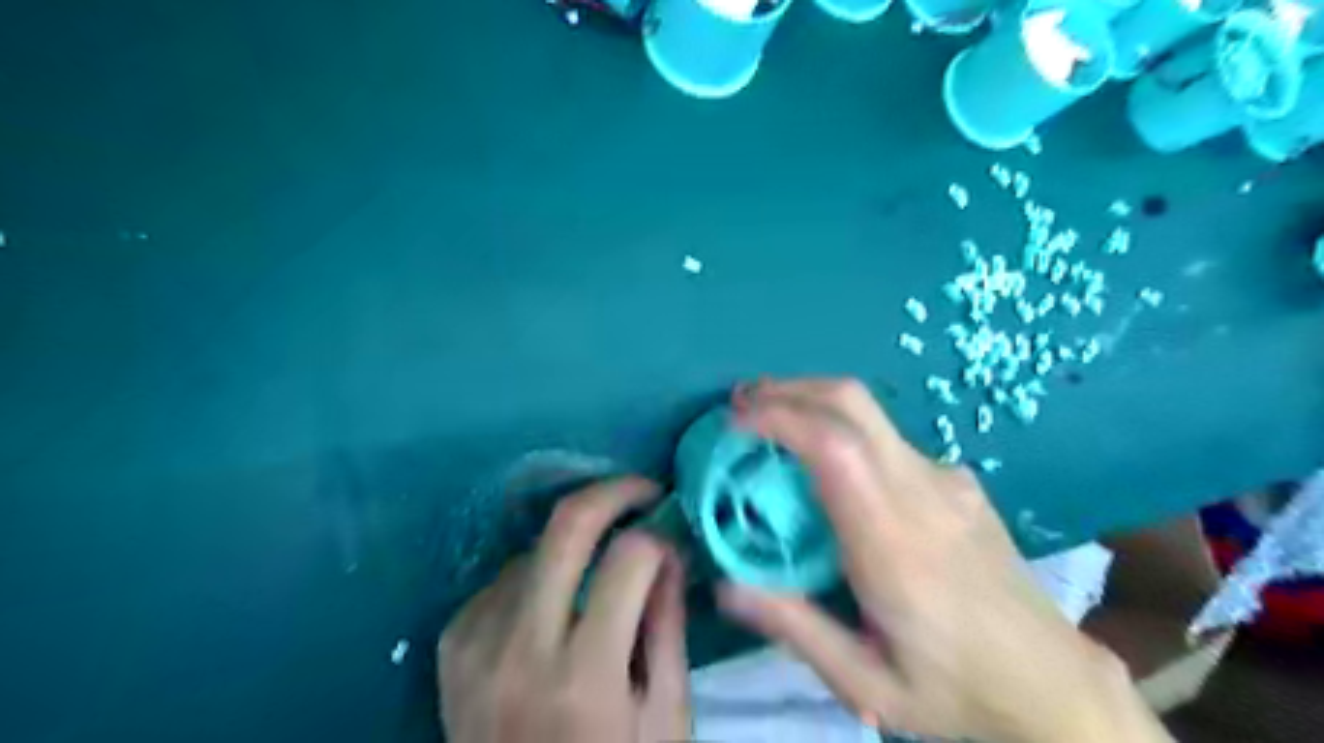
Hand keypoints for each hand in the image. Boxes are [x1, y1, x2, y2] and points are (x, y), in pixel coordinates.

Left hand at [440, 476, 693, 742]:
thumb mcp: (665, 717)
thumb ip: (667, 625)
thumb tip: (671, 549)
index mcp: (585, 678)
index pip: (629, 559)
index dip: (659, 532)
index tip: (673, 528)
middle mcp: (520, 651)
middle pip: (565, 526)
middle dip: (612, 493)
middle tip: (641, 492)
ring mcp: (475, 646)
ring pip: (532, 547)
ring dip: (574, 541)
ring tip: (601, 561)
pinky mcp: (452, 647)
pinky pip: (501, 579)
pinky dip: (537, 573)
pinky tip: (556, 598)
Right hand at [714, 380, 1165, 742]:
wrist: (1055, 684)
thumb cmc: (956, 689)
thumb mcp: (867, 683)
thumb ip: (794, 628)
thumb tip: (723, 585)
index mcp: (894, 541)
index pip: (834, 446)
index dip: (780, 417)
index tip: (735, 421)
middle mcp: (922, 492)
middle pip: (852, 402)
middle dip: (790, 389)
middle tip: (742, 403)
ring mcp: (947, 480)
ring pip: (870, 414)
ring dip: (814, 404)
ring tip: (772, 426)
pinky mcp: (959, 482)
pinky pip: (889, 441)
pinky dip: (843, 431)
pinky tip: (829, 468)